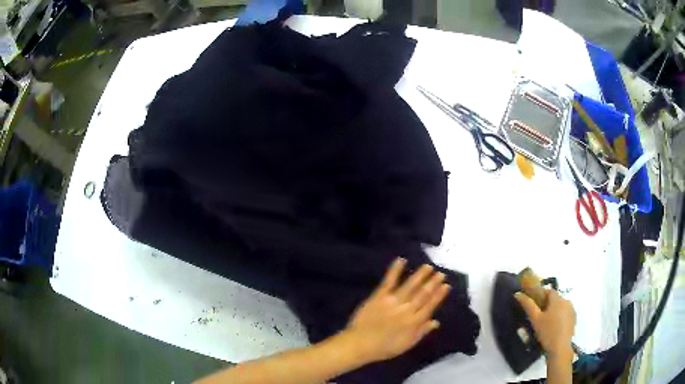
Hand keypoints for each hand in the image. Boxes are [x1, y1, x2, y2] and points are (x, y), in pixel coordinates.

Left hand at [341, 258, 449, 363]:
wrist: (360, 344)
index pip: (431, 305)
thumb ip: (422, 332)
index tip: (446, 285)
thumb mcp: (407, 344)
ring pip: (410, 286)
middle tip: (440, 273)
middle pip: (423, 294)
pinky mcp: (379, 296)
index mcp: (414, 322)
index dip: (439, 295)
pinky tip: (401, 260)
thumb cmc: (384, 347)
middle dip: (433, 283)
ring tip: (428, 266)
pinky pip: (389, 282)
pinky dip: (395, 270)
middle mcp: (407, 310)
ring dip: (420, 275)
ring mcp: (393, 302)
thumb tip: (436, 322)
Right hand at [515, 289, 575, 361]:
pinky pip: (565, 313)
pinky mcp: (573, 319)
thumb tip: (518, 294)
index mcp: (558, 300)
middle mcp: (567, 301)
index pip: (549, 291)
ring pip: (560, 306)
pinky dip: (559, 316)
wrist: (560, 348)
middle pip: (555, 299)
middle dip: (546, 304)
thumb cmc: (547, 332)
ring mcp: (571, 310)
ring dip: (553, 310)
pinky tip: (553, 327)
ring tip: (545, 322)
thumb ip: (528, 305)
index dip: (541, 295)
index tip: (533, 302)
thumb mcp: (535, 319)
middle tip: (537, 315)